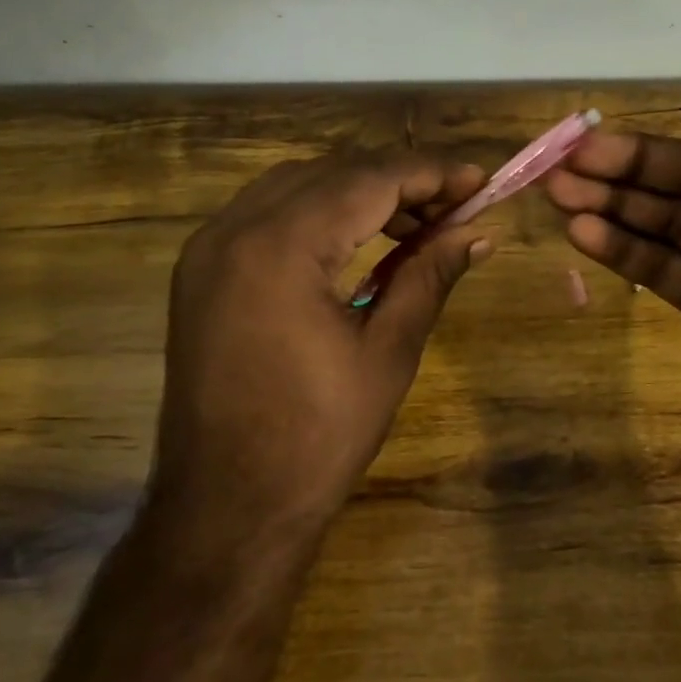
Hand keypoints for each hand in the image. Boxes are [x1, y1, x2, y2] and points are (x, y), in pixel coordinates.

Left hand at [152, 151, 489, 545]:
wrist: (227, 509)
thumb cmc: (317, 437)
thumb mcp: (387, 352)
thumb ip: (429, 276)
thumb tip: (478, 233)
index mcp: (281, 246)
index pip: (368, 179)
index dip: (430, 173)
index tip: (479, 180)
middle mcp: (235, 229)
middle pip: (331, 172)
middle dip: (398, 181)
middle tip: (454, 207)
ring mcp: (208, 249)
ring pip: (297, 186)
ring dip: (358, 192)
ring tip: (414, 225)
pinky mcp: (201, 272)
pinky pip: (267, 215)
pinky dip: (318, 214)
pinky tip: (356, 241)